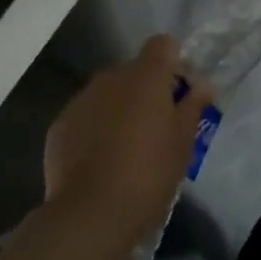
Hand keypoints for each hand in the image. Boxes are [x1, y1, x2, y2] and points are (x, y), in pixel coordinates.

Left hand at [43, 36, 214, 249]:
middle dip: (146, 90)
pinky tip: (100, 161)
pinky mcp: (59, 126)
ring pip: (108, 94)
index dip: (173, 62)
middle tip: (157, 126)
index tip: (179, 91)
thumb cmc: (148, 173)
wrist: (90, 215)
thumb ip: (193, 106)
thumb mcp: (184, 141)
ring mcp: (80, 101)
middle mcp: (110, 78)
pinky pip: (85, 117)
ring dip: (119, 109)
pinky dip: (95, 129)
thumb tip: (202, 85)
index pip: (162, 44)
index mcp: (145, 76)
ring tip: (126, 147)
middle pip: (134, 71)